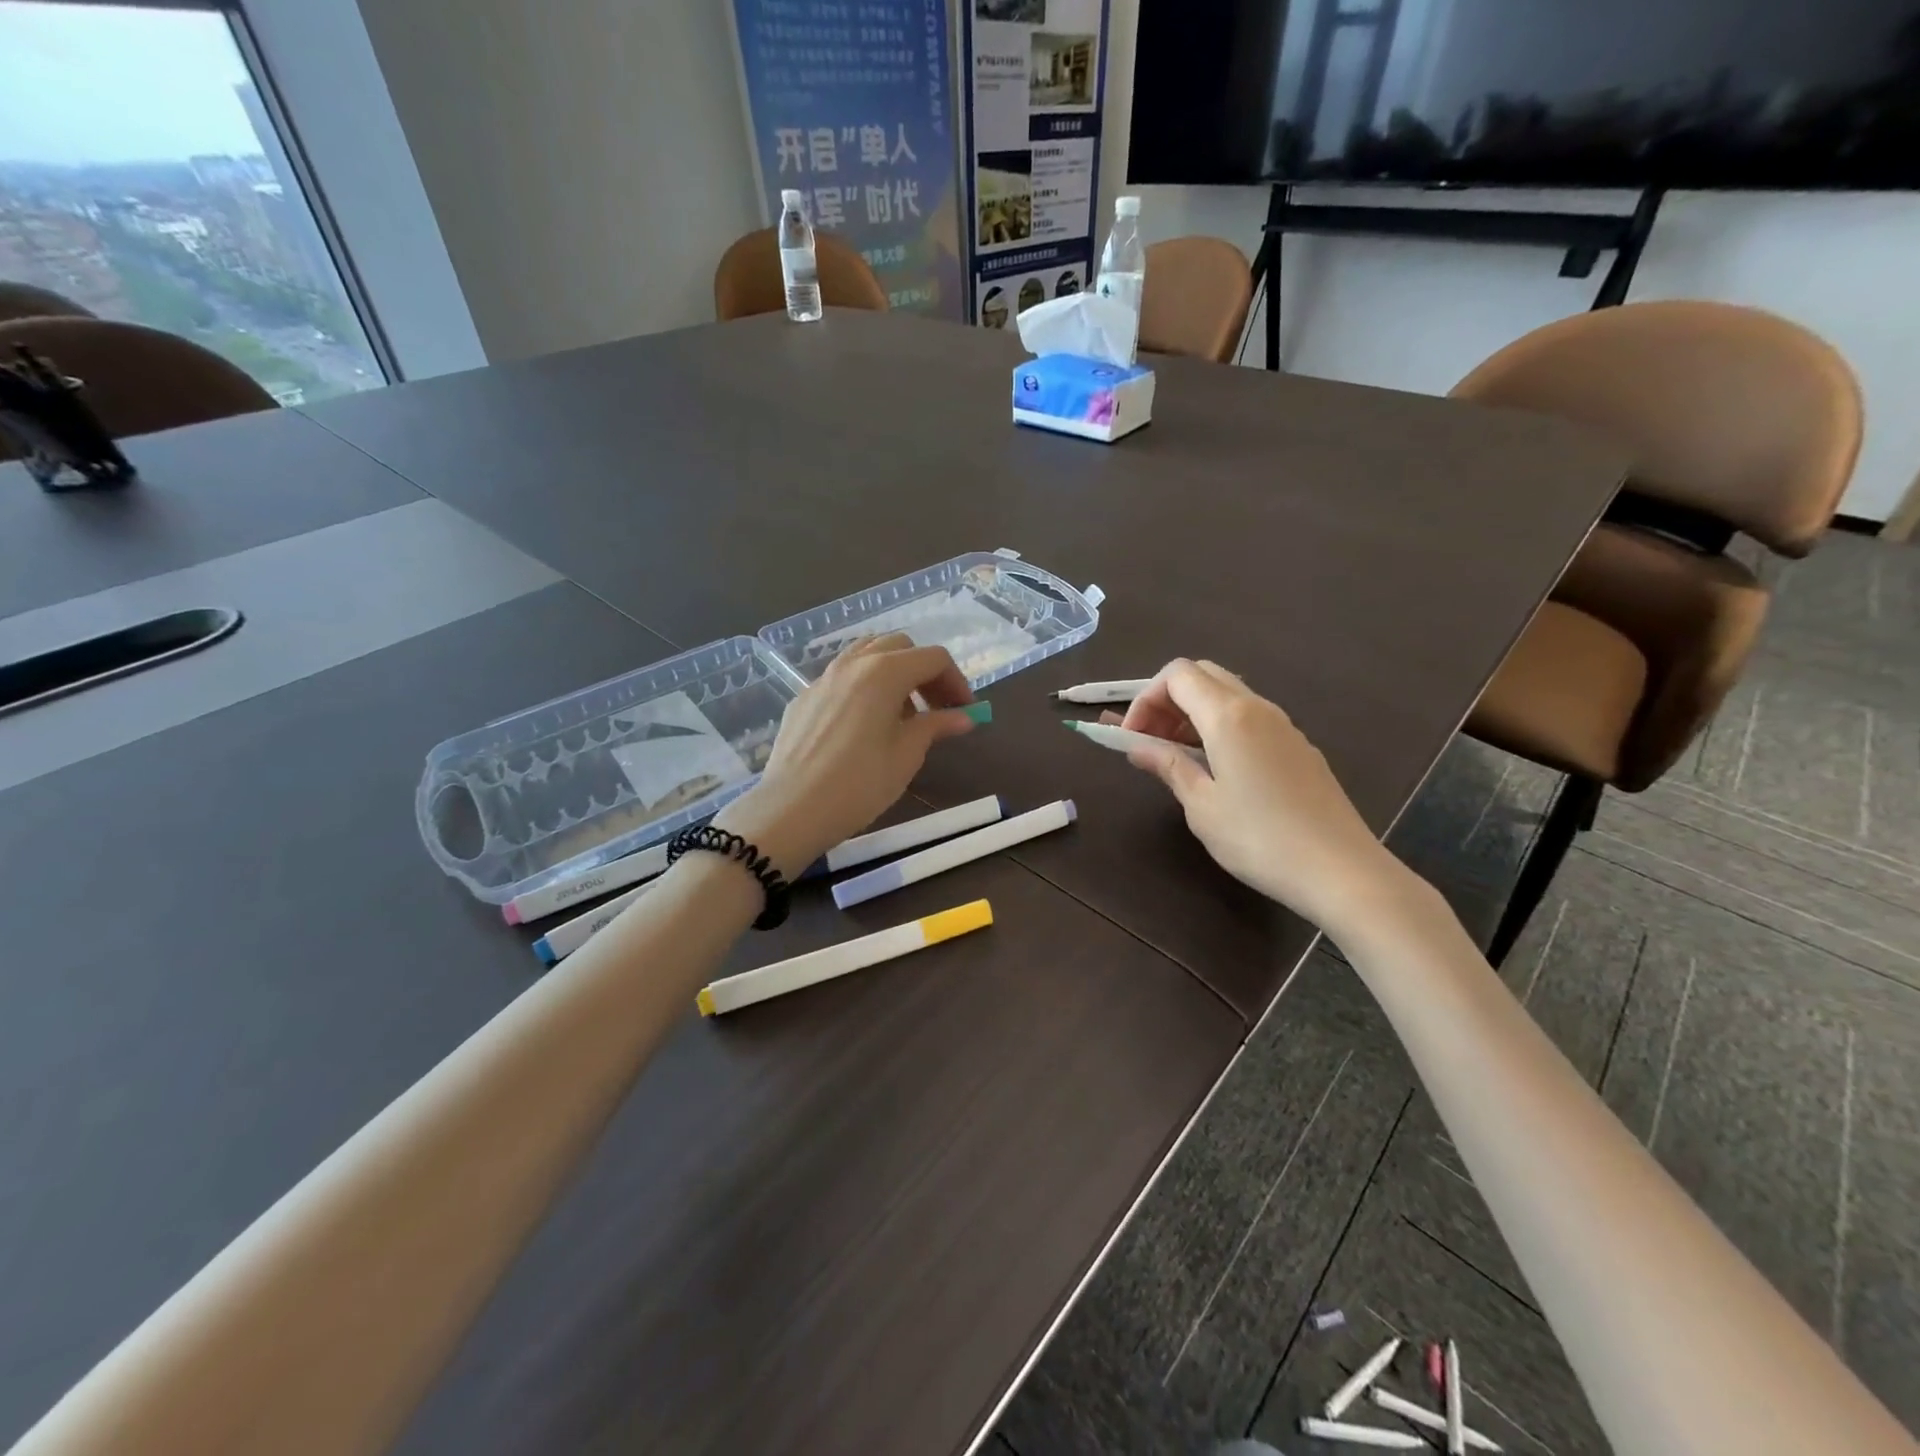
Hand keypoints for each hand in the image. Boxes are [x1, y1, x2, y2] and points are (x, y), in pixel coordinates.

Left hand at [716, 633, 976, 874]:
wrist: (792, 809)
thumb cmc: (860, 783)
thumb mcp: (907, 754)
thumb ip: (936, 726)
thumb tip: (965, 716)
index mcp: (884, 671)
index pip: (933, 658)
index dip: (956, 681)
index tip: (965, 711)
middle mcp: (853, 663)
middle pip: (899, 647)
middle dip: (925, 673)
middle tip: (937, 708)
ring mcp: (823, 678)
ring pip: (866, 655)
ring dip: (893, 674)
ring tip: (901, 714)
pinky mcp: (804, 698)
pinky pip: (842, 678)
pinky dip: (864, 687)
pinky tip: (864, 725)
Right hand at [1118, 659, 1404, 932]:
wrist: (1340, 870)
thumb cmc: (1259, 839)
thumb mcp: (1202, 806)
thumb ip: (1168, 766)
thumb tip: (1138, 747)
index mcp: (1229, 716)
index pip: (1178, 675)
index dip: (1145, 698)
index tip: (1133, 738)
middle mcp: (1258, 708)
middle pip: (1204, 676)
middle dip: (1168, 700)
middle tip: (1151, 740)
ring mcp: (1284, 726)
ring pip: (1228, 696)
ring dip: (1193, 714)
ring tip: (1176, 756)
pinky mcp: (1299, 747)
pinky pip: (1250, 719)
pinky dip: (1220, 728)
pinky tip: (1216, 769)